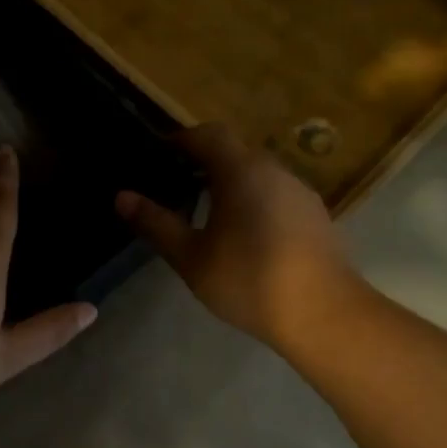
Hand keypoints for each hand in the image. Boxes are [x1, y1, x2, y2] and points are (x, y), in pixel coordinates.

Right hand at [116, 123, 361, 351]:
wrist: (324, 313)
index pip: (207, 134)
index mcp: (241, 170)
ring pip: (257, 173)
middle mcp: (273, 169)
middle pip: (234, 151)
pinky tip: (245, 235)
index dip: (180, 140)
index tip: (159, 157)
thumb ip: (156, 224)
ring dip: (231, 182)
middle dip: (204, 162)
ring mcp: (299, 190)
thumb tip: (122, 197)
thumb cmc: (249, 280)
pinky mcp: (315, 214)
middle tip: (177, 187)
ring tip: (207, 213)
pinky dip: (254, 199)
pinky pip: (275, 193)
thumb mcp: (191, 257)